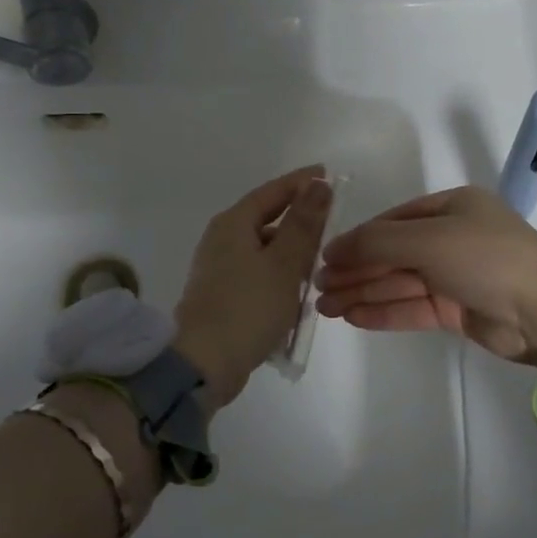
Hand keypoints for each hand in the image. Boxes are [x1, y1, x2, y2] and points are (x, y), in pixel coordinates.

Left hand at [173, 166, 333, 410]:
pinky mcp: (222, 295)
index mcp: (232, 224)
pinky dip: (279, 278)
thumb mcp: (284, 263)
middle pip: (267, 220)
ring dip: (292, 255)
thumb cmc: (248, 307)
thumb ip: (303, 223)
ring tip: (321, 265)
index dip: (300, 182)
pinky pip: (258, 275)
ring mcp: (219, 269)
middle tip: (332, 224)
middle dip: (299, 222)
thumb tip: (317, 185)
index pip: (272, 192)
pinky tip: (298, 294)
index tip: (326, 174)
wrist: (204, 363)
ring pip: (264, 251)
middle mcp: (221, 240)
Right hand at [315, 186, 536, 369]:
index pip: (391, 222)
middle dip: (354, 270)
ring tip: (325, 307)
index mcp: (450, 208)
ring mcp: (454, 274)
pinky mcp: (456, 309)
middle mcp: (451, 237)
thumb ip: (377, 243)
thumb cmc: (486, 258)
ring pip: (398, 282)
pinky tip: (353, 316)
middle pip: (391, 254)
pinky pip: (411, 306)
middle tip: (317, 288)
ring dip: (362, 293)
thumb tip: (333, 247)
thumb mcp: (428, 239)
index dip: (356, 240)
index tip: (323, 258)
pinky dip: (383, 311)